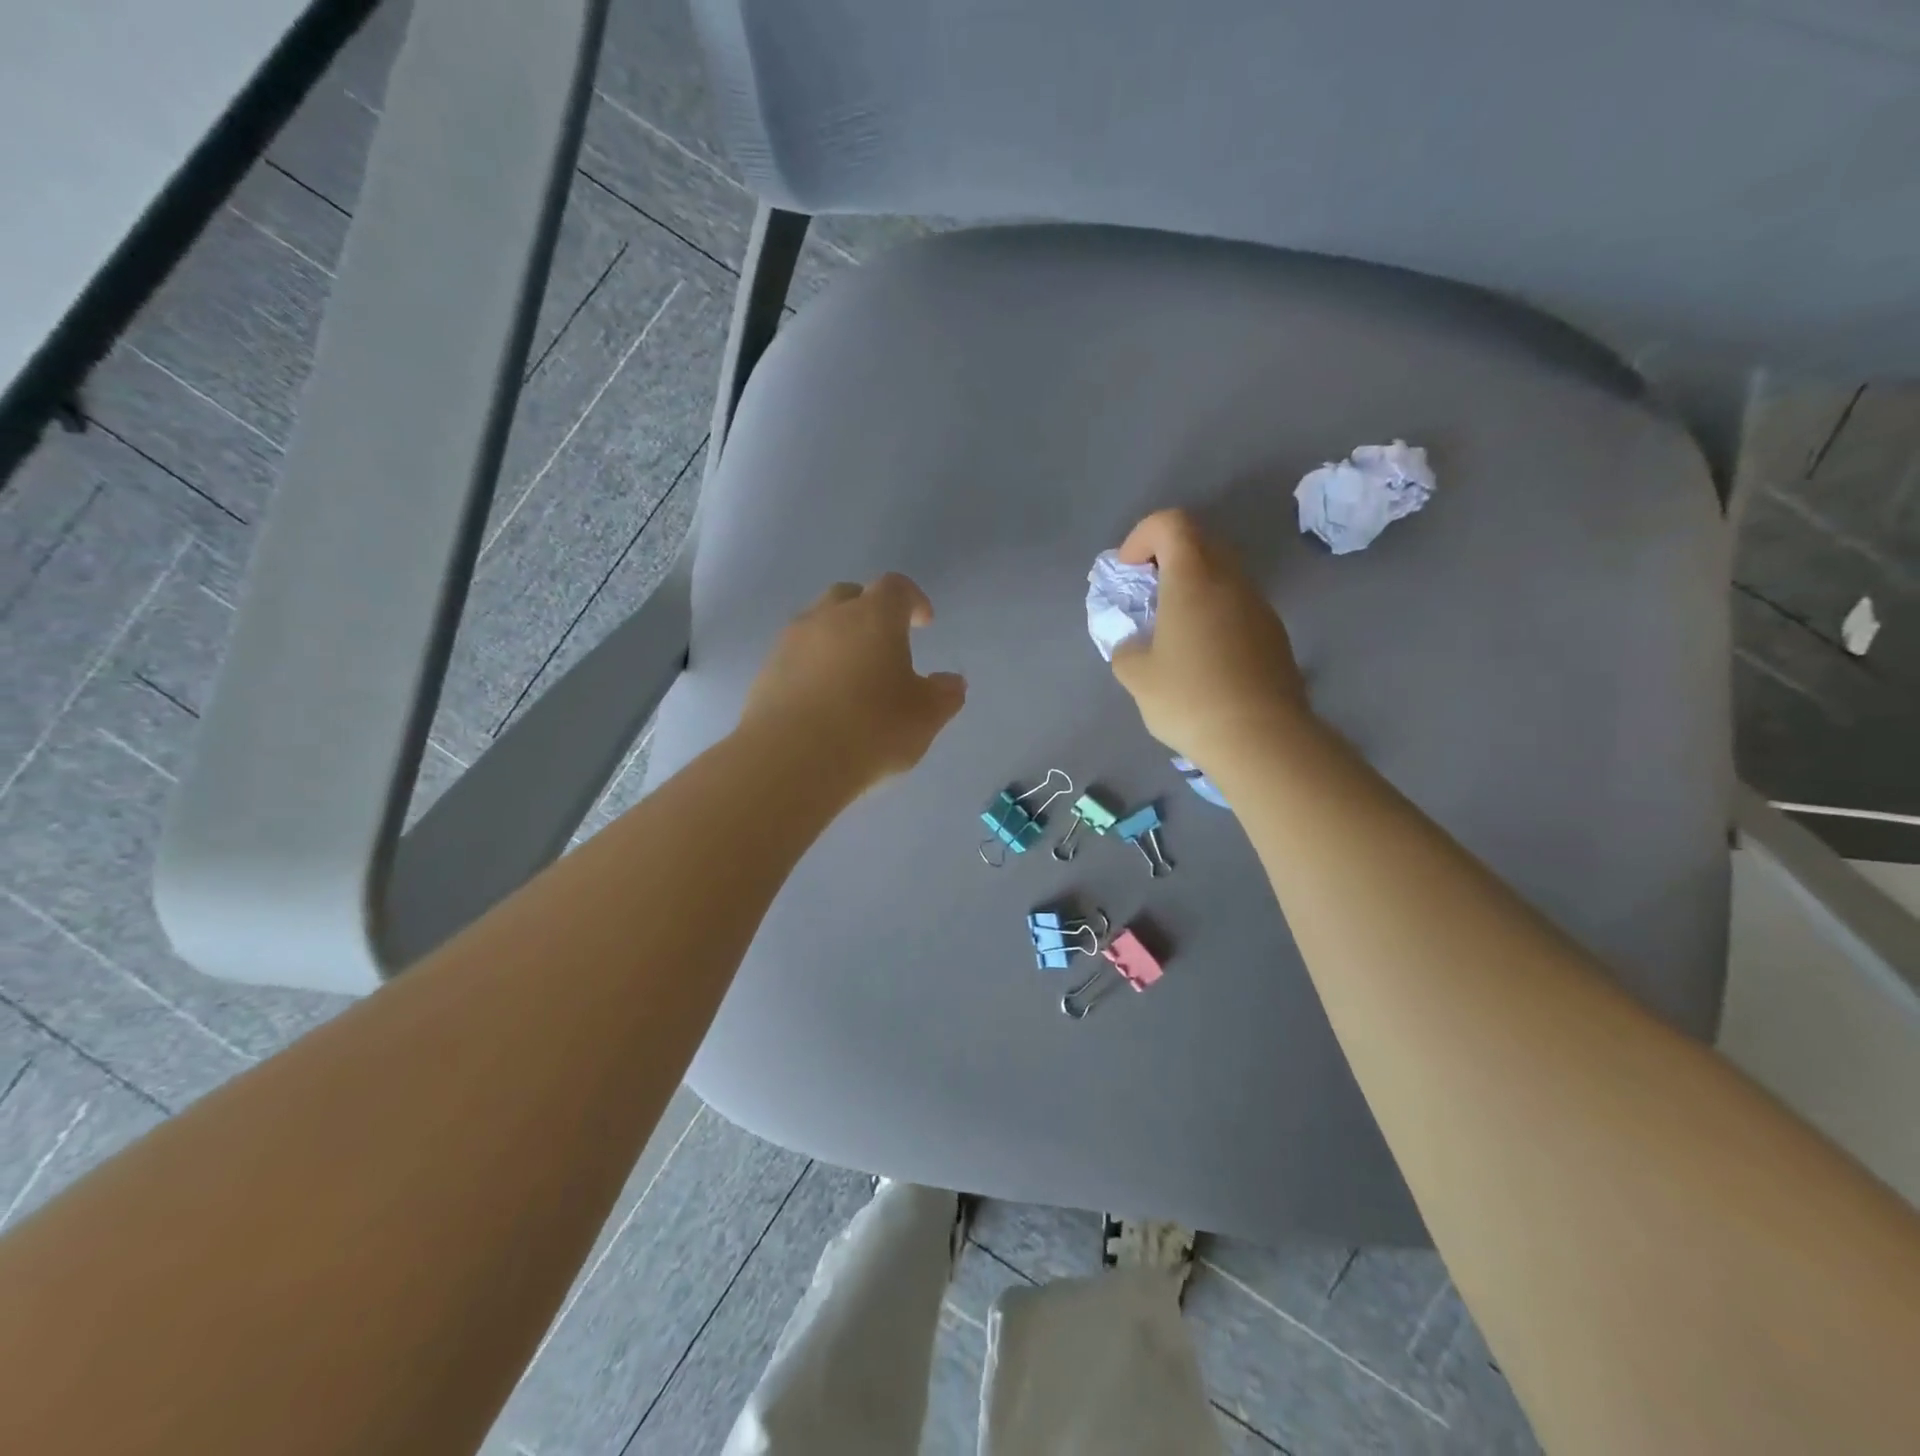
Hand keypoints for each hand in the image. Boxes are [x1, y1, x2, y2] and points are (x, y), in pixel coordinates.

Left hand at [740, 573, 966, 792]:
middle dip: (870, 612)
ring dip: (837, 641)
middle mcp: (828, 617)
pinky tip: (823, 704)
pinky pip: (795, 658)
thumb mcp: (925, 717)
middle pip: (849, 597)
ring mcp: (790, 643)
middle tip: (885, 644)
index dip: (913, 600)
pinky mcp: (766, 673)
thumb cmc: (871, 729)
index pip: (896, 587)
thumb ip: (944, 695)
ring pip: (817, 626)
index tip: (923, 623)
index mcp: (874, 616)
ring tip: (852, 678)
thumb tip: (951, 682)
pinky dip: (813, 669)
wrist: (791, 761)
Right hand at [1109, 510, 1308, 767]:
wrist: (1261, 738)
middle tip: (1148, 596)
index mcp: (1193, 579)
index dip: (1142, 537)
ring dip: (1193, 588)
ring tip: (1174, 632)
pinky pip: (1238, 605)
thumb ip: (1126, 649)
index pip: (1171, 524)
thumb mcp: (1136, 677)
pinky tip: (1204, 658)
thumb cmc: (1189, 698)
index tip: (1130, 572)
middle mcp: (1230, 581)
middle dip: (1167, 559)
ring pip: (1222, 575)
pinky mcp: (1274, 634)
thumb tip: (1135, 645)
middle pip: (1199, 542)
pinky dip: (1215, 613)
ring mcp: (1259, 606)